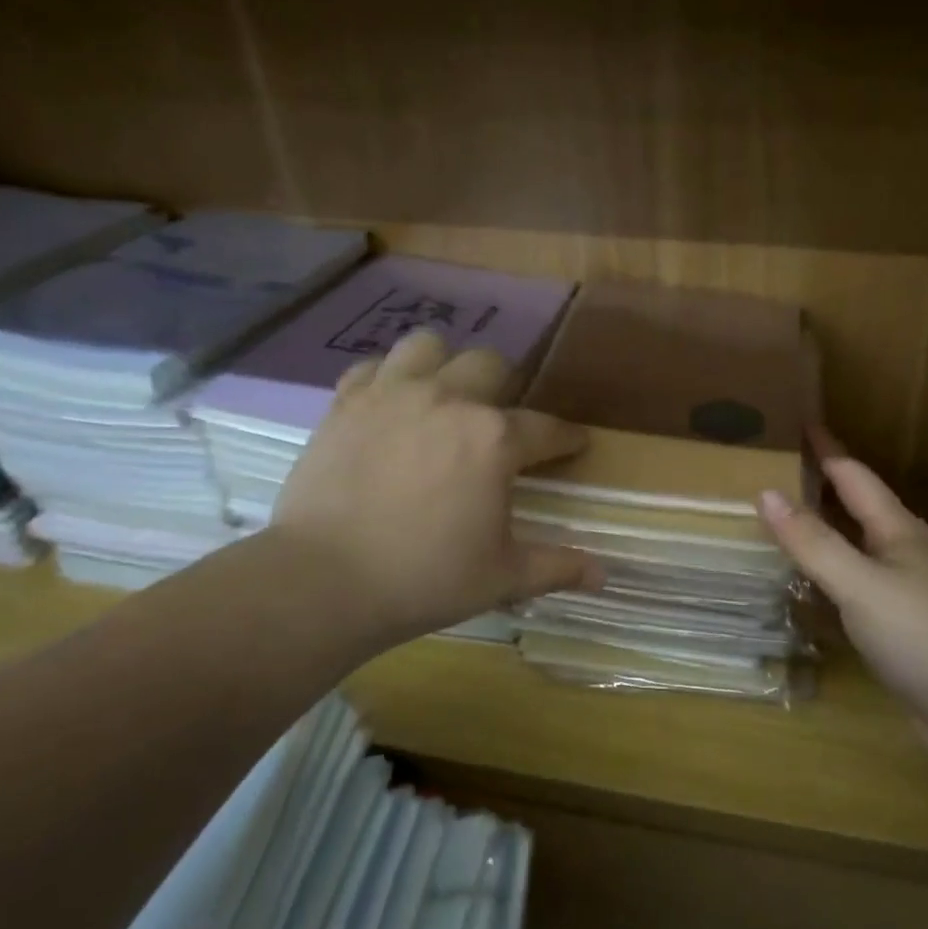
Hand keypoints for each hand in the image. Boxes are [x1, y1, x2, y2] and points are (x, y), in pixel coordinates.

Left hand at [267, 329, 600, 646]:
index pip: (547, 429)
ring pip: (428, 346)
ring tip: (443, 396)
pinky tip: (390, 406)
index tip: (576, 444)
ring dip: (444, 365)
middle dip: (506, 389)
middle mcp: (449, 400)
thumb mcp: (503, 578)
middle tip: (500, 423)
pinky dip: (387, 379)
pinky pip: (372, 369)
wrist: (323, 582)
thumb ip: (557, 568)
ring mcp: (392, 395)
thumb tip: (604, 575)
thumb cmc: (426, 579)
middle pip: (491, 366)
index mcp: (495, 439)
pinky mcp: (346, 404)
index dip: (567, 438)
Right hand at [758, 456, 927, 742]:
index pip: (854, 477)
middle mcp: (901, 554)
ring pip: (853, 552)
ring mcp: (903, 594)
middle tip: (775, 473)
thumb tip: (766, 493)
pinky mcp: (899, 631)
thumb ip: (813, 542)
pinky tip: (804, 592)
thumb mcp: (861, 583)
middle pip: (855, 510)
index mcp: (896, 531)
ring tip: (780, 526)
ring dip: (821, 536)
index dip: (826, 449)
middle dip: (820, 489)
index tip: (799, 422)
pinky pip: (852, 592)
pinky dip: (825, 583)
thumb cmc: (923, 634)